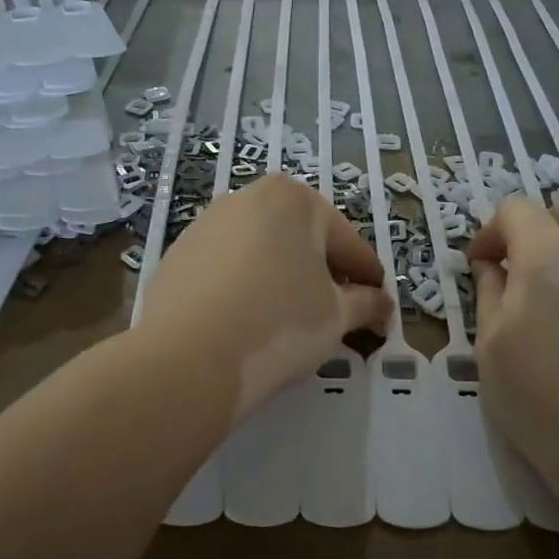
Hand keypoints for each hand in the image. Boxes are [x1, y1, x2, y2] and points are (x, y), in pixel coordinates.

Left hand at [136, 175, 393, 421]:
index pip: (347, 243)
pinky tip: (248, 324)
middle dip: (323, 275)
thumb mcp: (337, 316)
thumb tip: (382, 305)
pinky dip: (244, 290)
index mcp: (293, 200)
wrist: (187, 359)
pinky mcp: (176, 257)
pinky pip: (225, 271)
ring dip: (282, 281)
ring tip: (291, 323)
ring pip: (261, 254)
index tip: (380, 308)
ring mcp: (204, 226)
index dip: (368, 279)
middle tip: (338, 315)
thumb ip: (366, 304)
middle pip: (301, 241)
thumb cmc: (280, 324)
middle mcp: (246, 199)